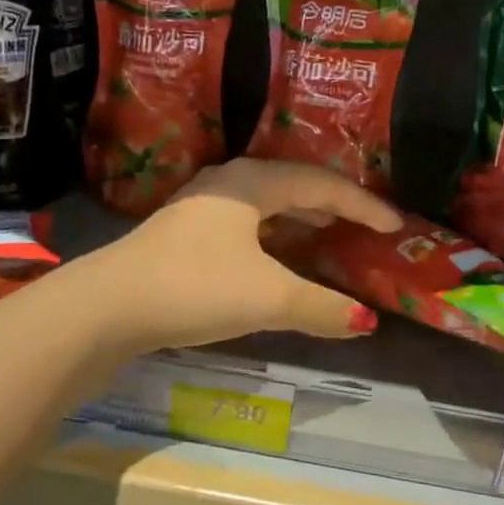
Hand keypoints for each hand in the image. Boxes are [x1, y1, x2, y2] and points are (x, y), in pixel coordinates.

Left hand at [81, 159, 402, 354]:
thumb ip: (320, 307)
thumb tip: (366, 321)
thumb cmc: (195, 286)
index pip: (321, 184)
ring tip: (325, 232)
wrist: (108, 305)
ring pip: (264, 203)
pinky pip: (244, 222)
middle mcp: (227, 183)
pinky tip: (272, 256)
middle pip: (292, 184)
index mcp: (252, 183)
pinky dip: (272, 234)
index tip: (395, 226)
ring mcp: (200, 207)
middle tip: (363, 224)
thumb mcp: (267, 297)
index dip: (362, 205)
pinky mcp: (182, 234)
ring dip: (299, 216)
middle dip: (331, 204)